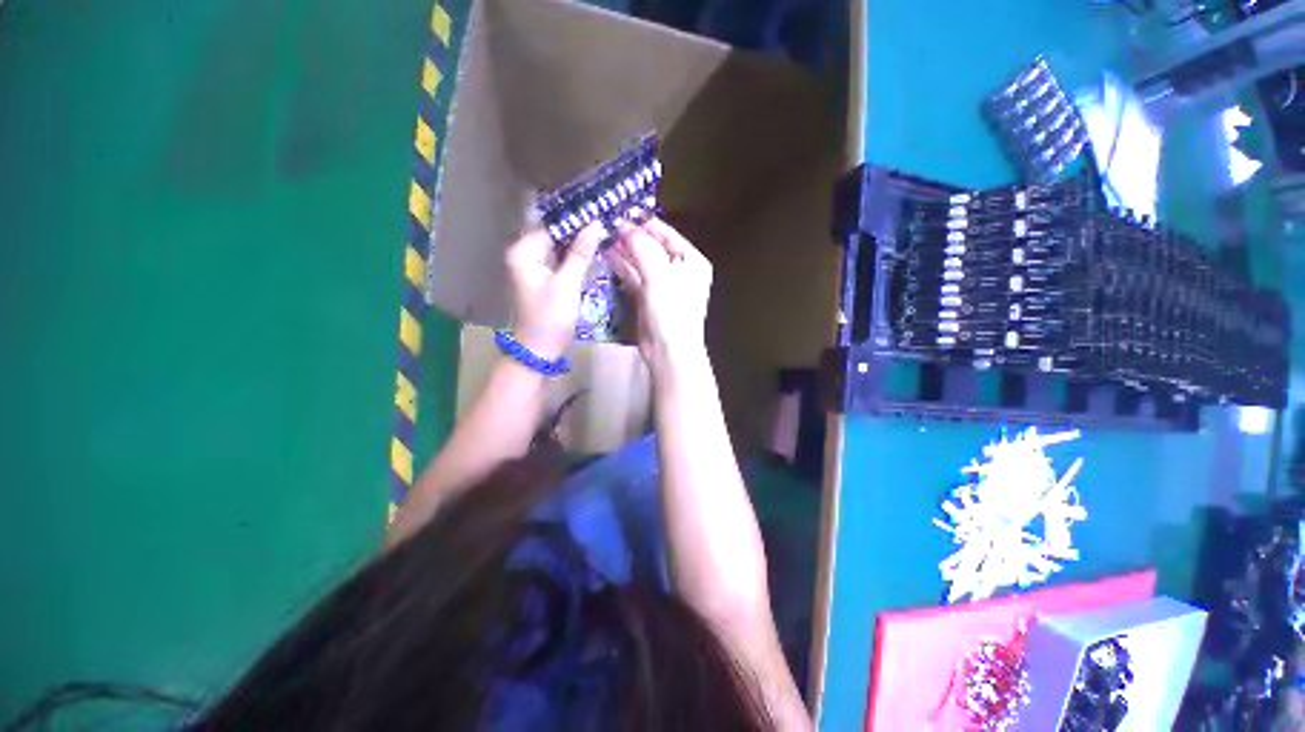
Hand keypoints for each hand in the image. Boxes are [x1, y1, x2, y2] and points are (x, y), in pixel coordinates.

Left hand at [504, 222, 605, 360]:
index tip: (600, 209)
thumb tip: (595, 223)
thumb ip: (580, 253)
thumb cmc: (550, 319)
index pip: (551, 224)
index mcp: (523, 252)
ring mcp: (534, 267)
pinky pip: (560, 260)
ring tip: (604, 231)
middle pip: (554, 233)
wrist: (540, 351)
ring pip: (559, 246)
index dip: (575, 217)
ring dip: (578, 241)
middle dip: (578, 228)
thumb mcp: (567, 285)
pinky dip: (575, 255)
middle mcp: (525, 255)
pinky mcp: (544, 279)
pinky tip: (593, 250)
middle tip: (606, 219)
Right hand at [603, 216, 712, 376]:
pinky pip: (634, 275)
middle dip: (630, 235)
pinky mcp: (648, 296)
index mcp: (691, 261)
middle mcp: (679, 269)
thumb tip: (625, 226)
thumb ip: (642, 247)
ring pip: (641, 260)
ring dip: (623, 249)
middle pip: (652, 245)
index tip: (619, 210)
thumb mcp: (659, 275)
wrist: (668, 351)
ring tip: (602, 235)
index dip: (643, 221)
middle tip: (606, 222)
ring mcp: (663, 284)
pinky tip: (607, 255)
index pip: (666, 233)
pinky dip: (622, 266)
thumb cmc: (671, 311)